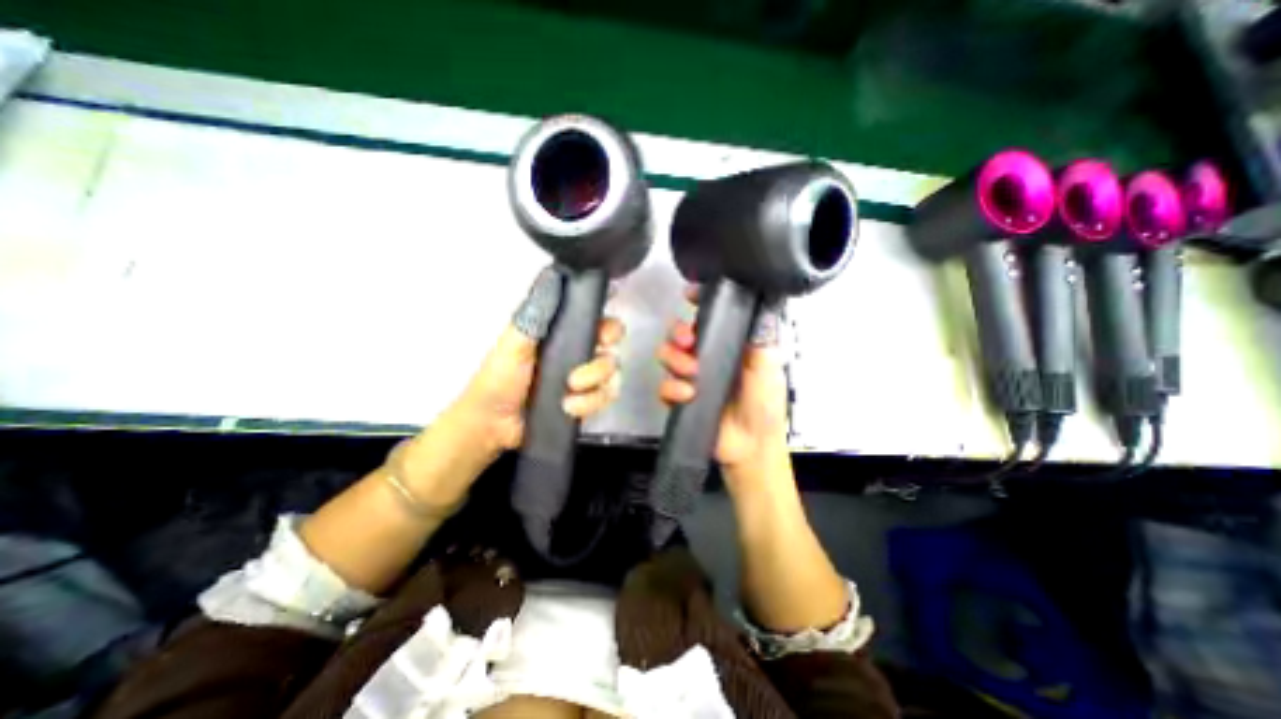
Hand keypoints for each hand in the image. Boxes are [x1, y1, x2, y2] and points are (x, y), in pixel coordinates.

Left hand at [397, 271, 626, 506]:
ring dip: (595, 381)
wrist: (493, 423)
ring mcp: (584, 379)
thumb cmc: (498, 378)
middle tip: (589, 361)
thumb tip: (553, 277)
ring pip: (612, 373)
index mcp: (562, 334)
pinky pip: (606, 397)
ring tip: (570, 390)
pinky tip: (569, 406)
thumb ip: (536, 313)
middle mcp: (578, 353)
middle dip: (604, 356)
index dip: (608, 322)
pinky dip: (590, 402)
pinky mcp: (586, 401)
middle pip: (612, 347)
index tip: (604, 331)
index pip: (596, 320)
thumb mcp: (514, 342)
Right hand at [661, 283, 792, 473]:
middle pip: (680, 333)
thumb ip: (759, 340)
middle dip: (678, 332)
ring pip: (667, 355)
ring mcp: (691, 378)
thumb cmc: (764, 405)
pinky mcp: (679, 399)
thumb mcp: (768, 368)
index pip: (710, 317)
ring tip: (691, 372)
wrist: (751, 446)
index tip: (690, 294)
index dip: (698, 302)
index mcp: (728, 346)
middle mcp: (707, 357)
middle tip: (687, 339)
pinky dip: (672, 388)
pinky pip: (664, 386)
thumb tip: (754, 310)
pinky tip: (687, 395)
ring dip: (674, 359)